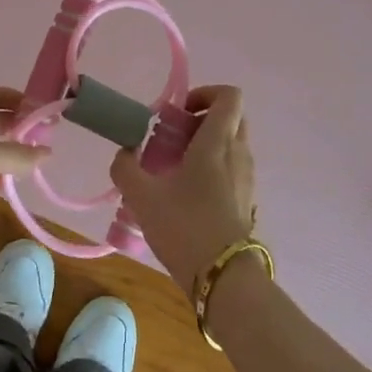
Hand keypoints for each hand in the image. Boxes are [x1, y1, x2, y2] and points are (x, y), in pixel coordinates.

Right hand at [111, 85, 256, 293]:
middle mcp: (238, 153)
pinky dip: (213, 169)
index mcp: (218, 142)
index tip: (179, 111)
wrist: (223, 279)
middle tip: (173, 137)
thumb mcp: (142, 196)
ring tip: (174, 168)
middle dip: (202, 119)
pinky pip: (232, 169)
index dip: (205, 93)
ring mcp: (247, 178)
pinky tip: (186, 194)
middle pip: (231, 118)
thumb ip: (125, 168)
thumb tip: (124, 153)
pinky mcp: (247, 201)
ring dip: (206, 145)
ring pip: (232, 144)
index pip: (229, 96)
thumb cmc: (184, 227)